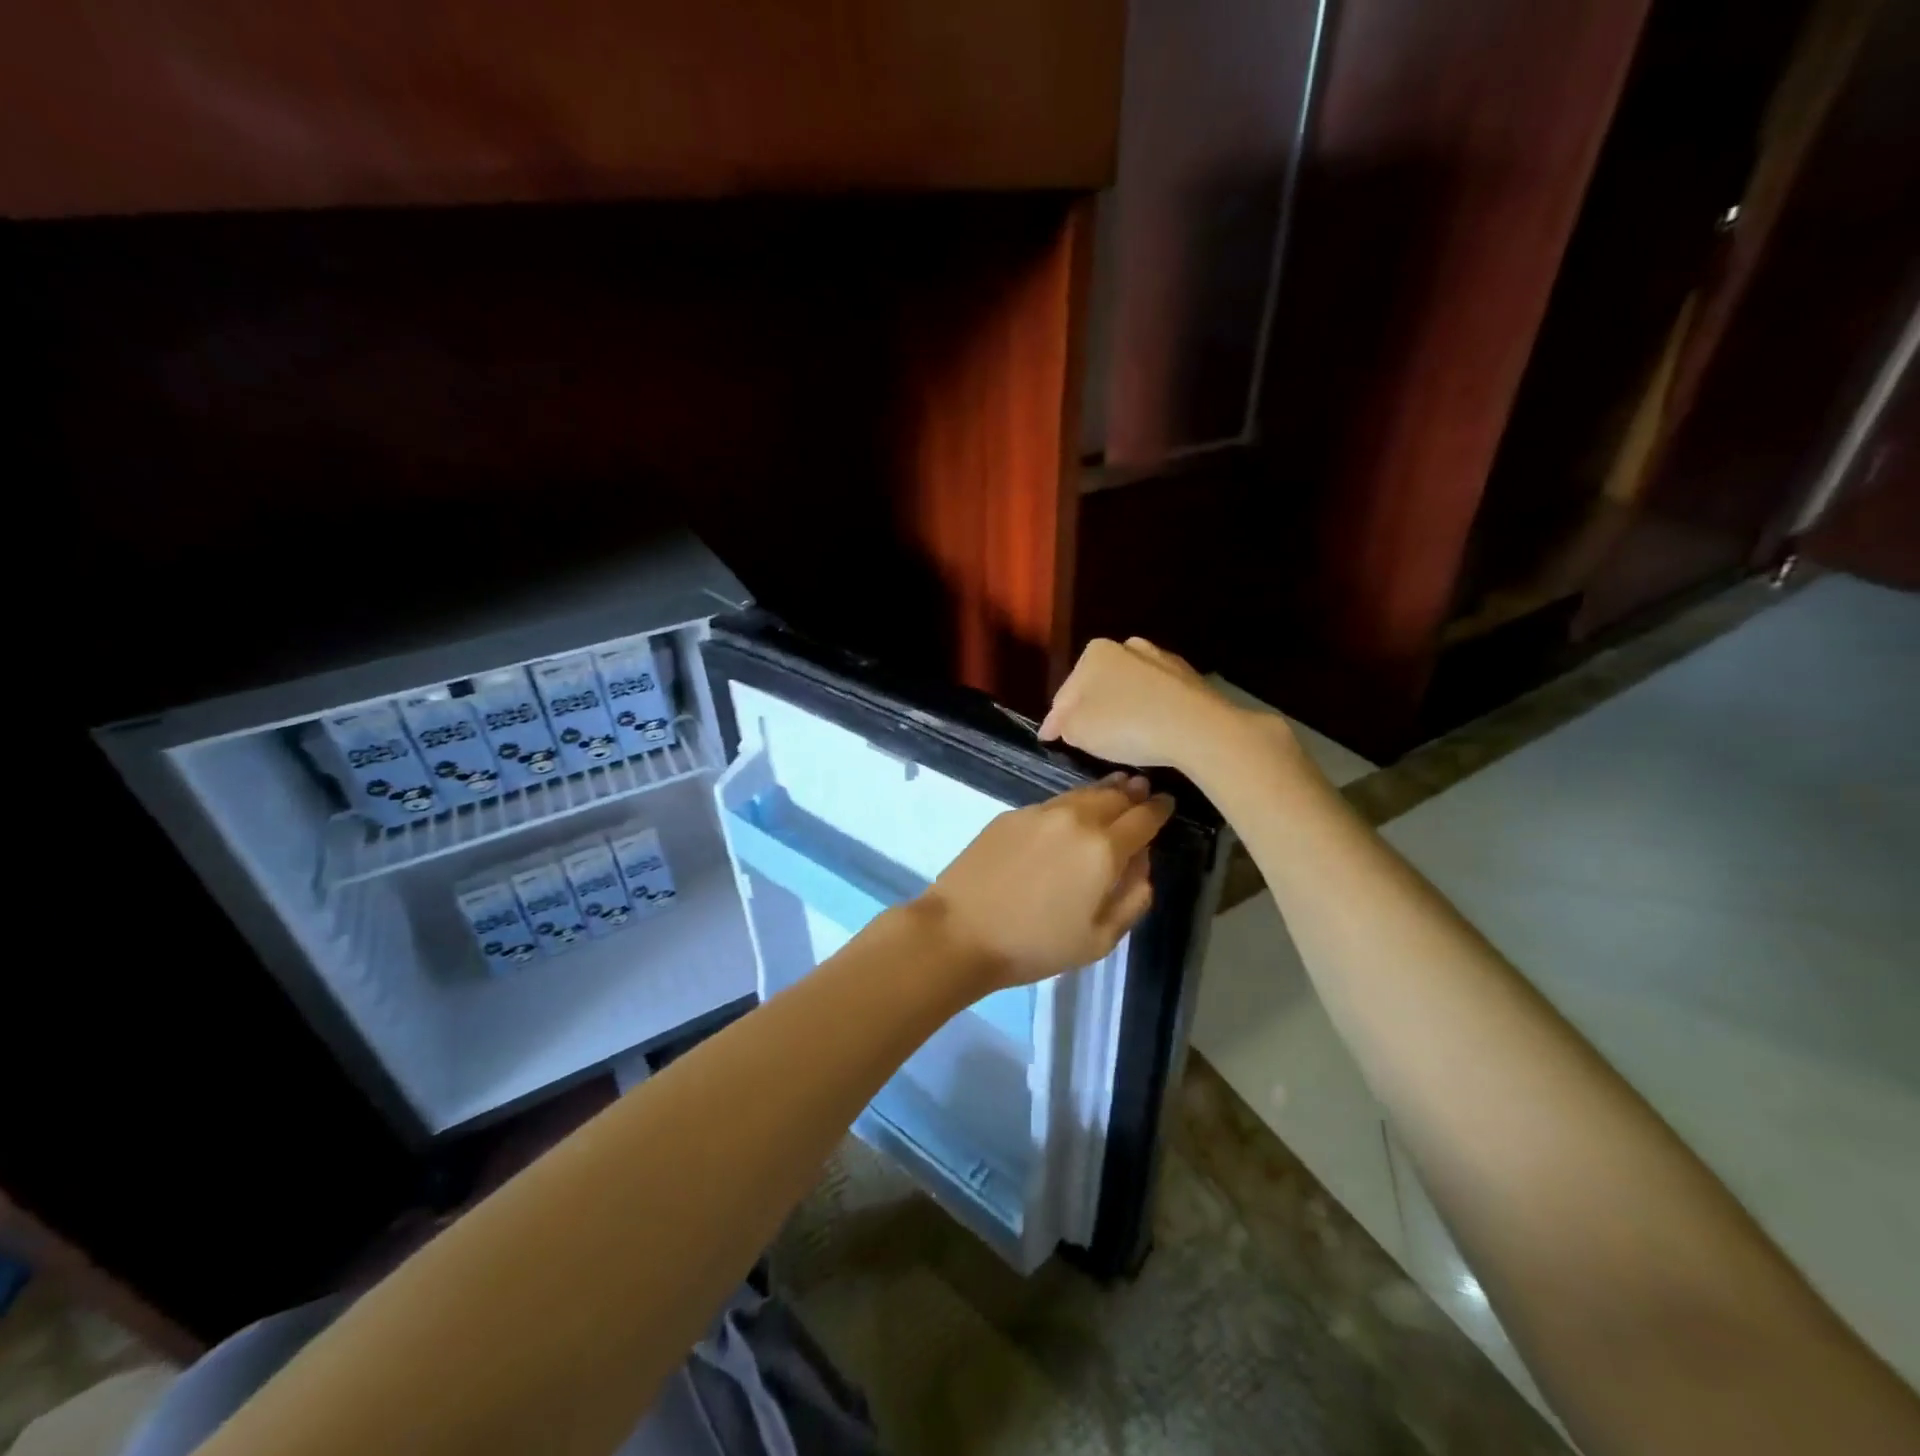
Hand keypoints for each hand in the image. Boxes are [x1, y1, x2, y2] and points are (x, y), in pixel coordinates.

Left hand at [914, 774, 1174, 990]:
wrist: (960, 930)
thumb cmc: (1035, 945)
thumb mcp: (1099, 939)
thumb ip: (1133, 897)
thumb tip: (1142, 864)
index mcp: (1104, 849)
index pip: (1144, 817)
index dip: (1160, 809)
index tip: (1168, 804)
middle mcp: (1076, 819)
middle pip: (1115, 795)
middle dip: (1134, 793)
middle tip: (1144, 791)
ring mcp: (1040, 812)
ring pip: (1083, 793)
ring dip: (1105, 791)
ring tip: (1116, 790)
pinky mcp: (1012, 814)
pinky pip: (1054, 802)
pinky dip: (1072, 802)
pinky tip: (1071, 812)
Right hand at [1039, 637, 1280, 773]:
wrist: (1197, 727)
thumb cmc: (1126, 725)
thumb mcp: (1078, 731)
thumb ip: (1064, 725)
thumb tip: (1066, 723)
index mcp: (1095, 653)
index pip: (1064, 693)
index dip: (1055, 721)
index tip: (1048, 739)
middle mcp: (1128, 647)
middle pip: (1097, 686)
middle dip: (1088, 709)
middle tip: (1082, 738)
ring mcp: (1161, 661)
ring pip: (1129, 690)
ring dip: (1120, 709)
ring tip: (1117, 736)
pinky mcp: (1190, 680)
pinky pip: (1156, 699)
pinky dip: (1147, 712)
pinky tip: (1149, 733)